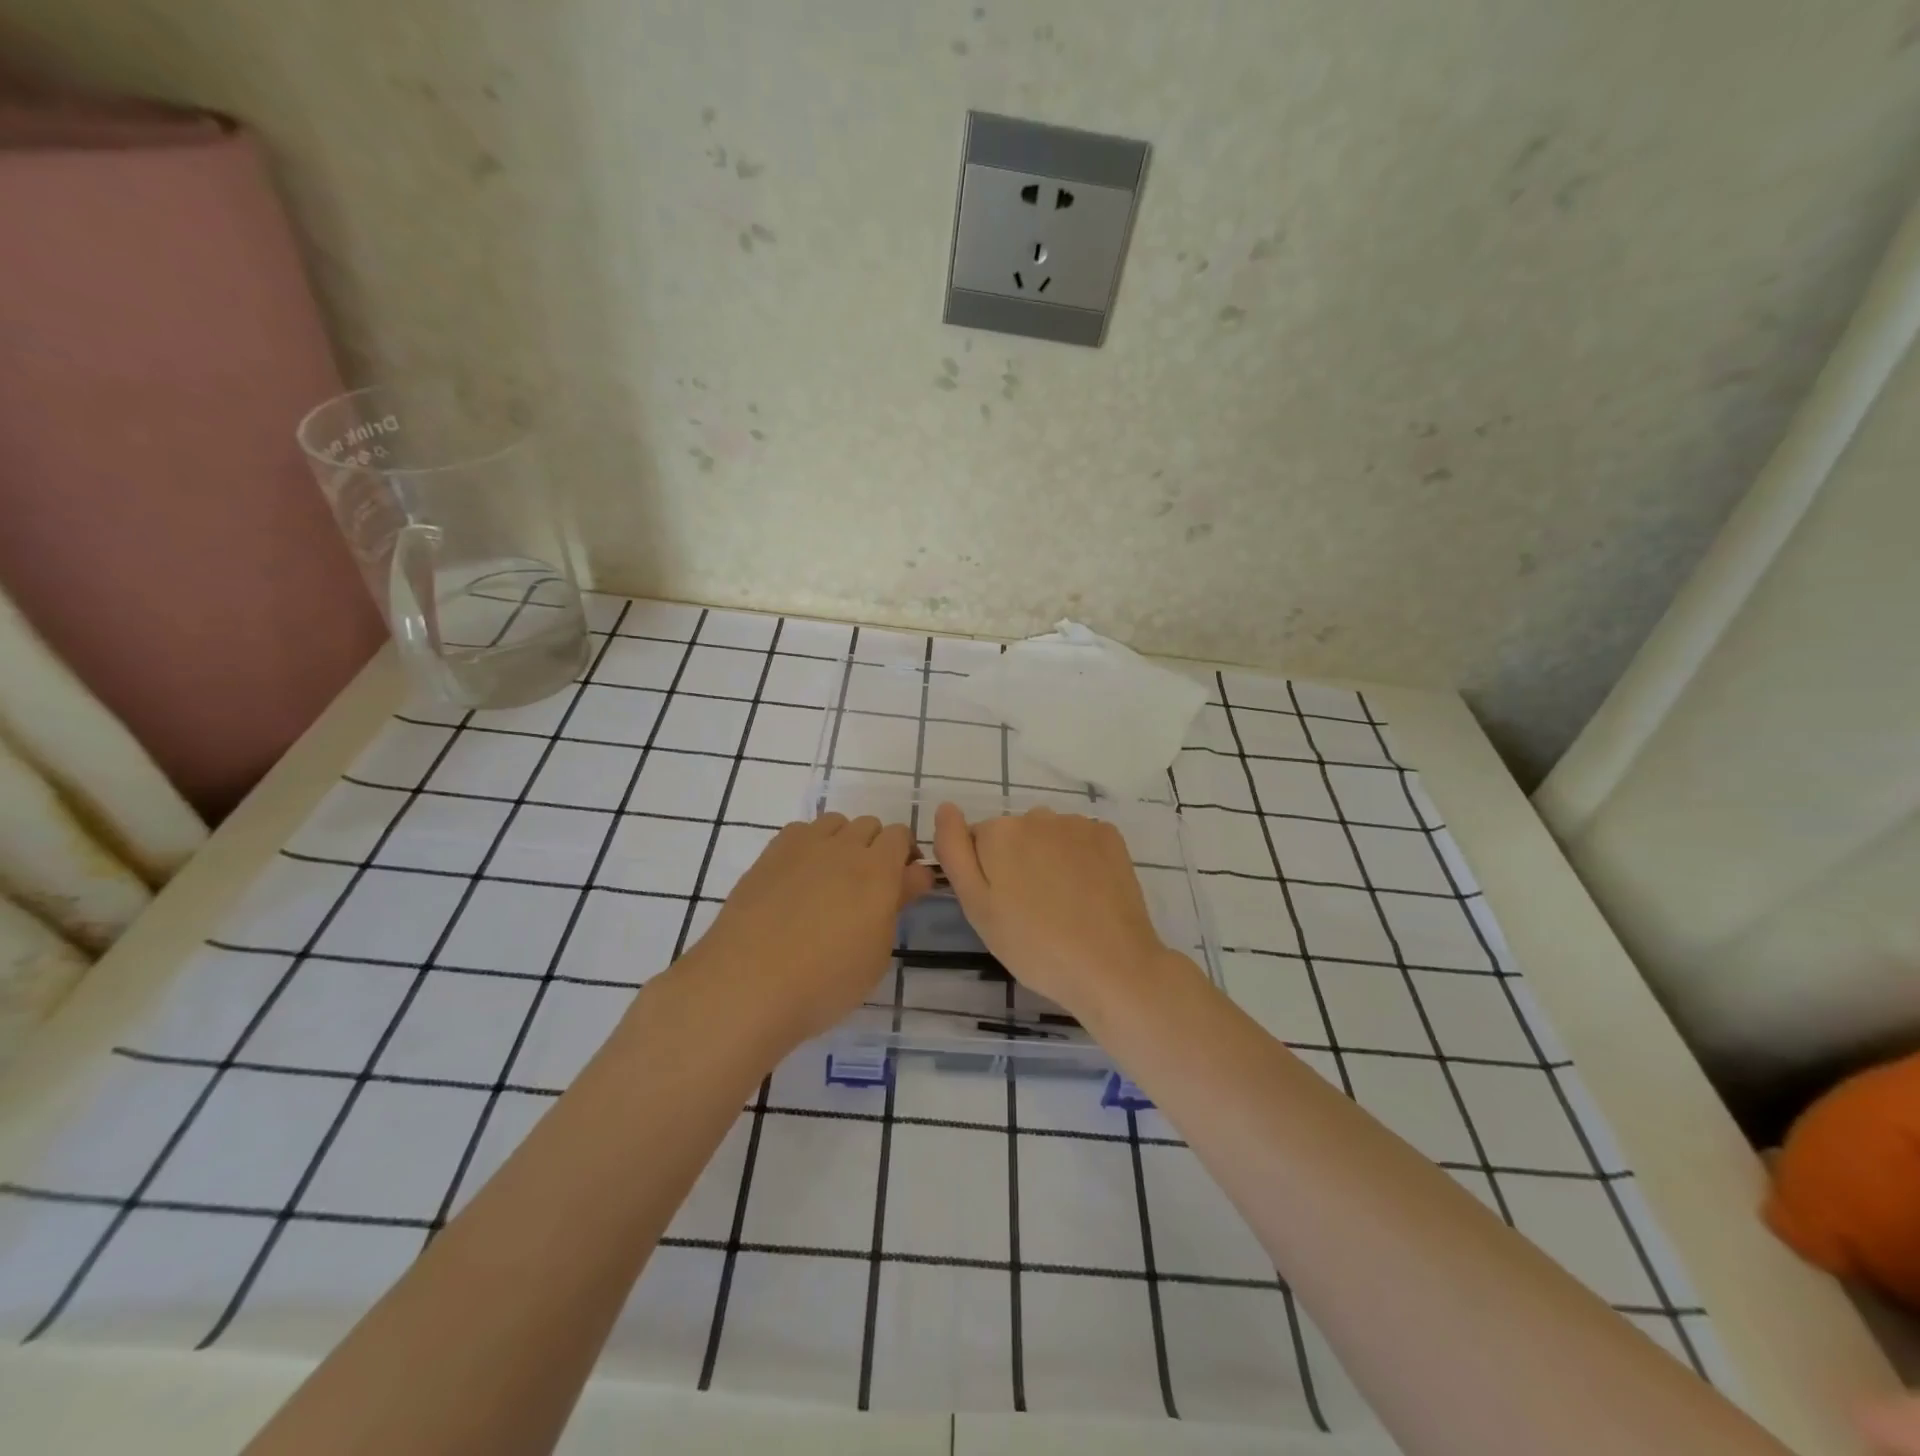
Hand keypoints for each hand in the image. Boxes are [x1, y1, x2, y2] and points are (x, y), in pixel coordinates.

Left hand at [692, 813, 933, 1046]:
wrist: (748, 984)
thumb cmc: (826, 982)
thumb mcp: (877, 953)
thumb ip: (897, 904)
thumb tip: (912, 875)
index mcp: (878, 871)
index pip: (901, 837)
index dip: (906, 856)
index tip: (904, 883)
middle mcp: (844, 847)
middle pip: (869, 825)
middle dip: (876, 848)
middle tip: (868, 886)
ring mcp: (803, 847)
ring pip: (834, 823)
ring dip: (842, 841)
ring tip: (832, 878)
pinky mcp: (770, 854)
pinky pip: (800, 831)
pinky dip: (809, 845)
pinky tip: (800, 878)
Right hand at [932, 803, 1178, 1020]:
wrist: (1111, 967)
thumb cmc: (1033, 946)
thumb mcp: (977, 907)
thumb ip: (954, 851)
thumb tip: (945, 807)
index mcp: (998, 832)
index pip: (976, 842)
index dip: (985, 874)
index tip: (1000, 906)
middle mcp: (1037, 815)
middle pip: (1014, 835)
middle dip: (1016, 862)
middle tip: (1030, 911)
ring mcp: (1078, 823)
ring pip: (1049, 837)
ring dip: (1048, 859)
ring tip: (1062, 905)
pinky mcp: (1110, 836)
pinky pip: (1082, 840)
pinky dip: (1080, 859)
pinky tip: (1088, 893)